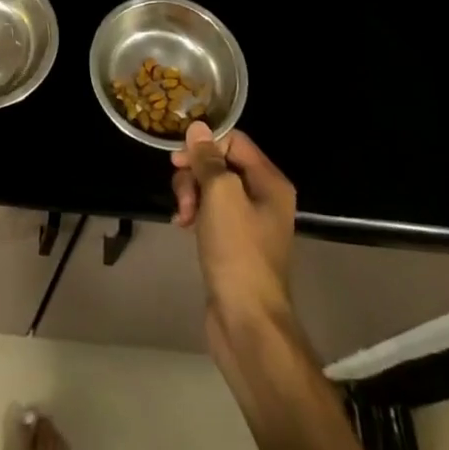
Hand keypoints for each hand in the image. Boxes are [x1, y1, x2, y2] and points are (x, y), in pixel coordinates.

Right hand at [172, 122, 296, 353]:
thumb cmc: (238, 252)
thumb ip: (208, 159)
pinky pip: (211, 213)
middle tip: (182, 196)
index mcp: (270, 182)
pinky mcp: (235, 244)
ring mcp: (250, 223)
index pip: (234, 142)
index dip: (205, 145)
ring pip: (212, 189)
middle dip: (195, 175)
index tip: (178, 160)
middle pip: (221, 165)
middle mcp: (264, 197)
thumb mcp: (221, 196)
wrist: (247, 322)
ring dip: (192, 195)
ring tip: (182, 217)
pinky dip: (195, 214)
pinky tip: (182, 226)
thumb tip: (197, 128)